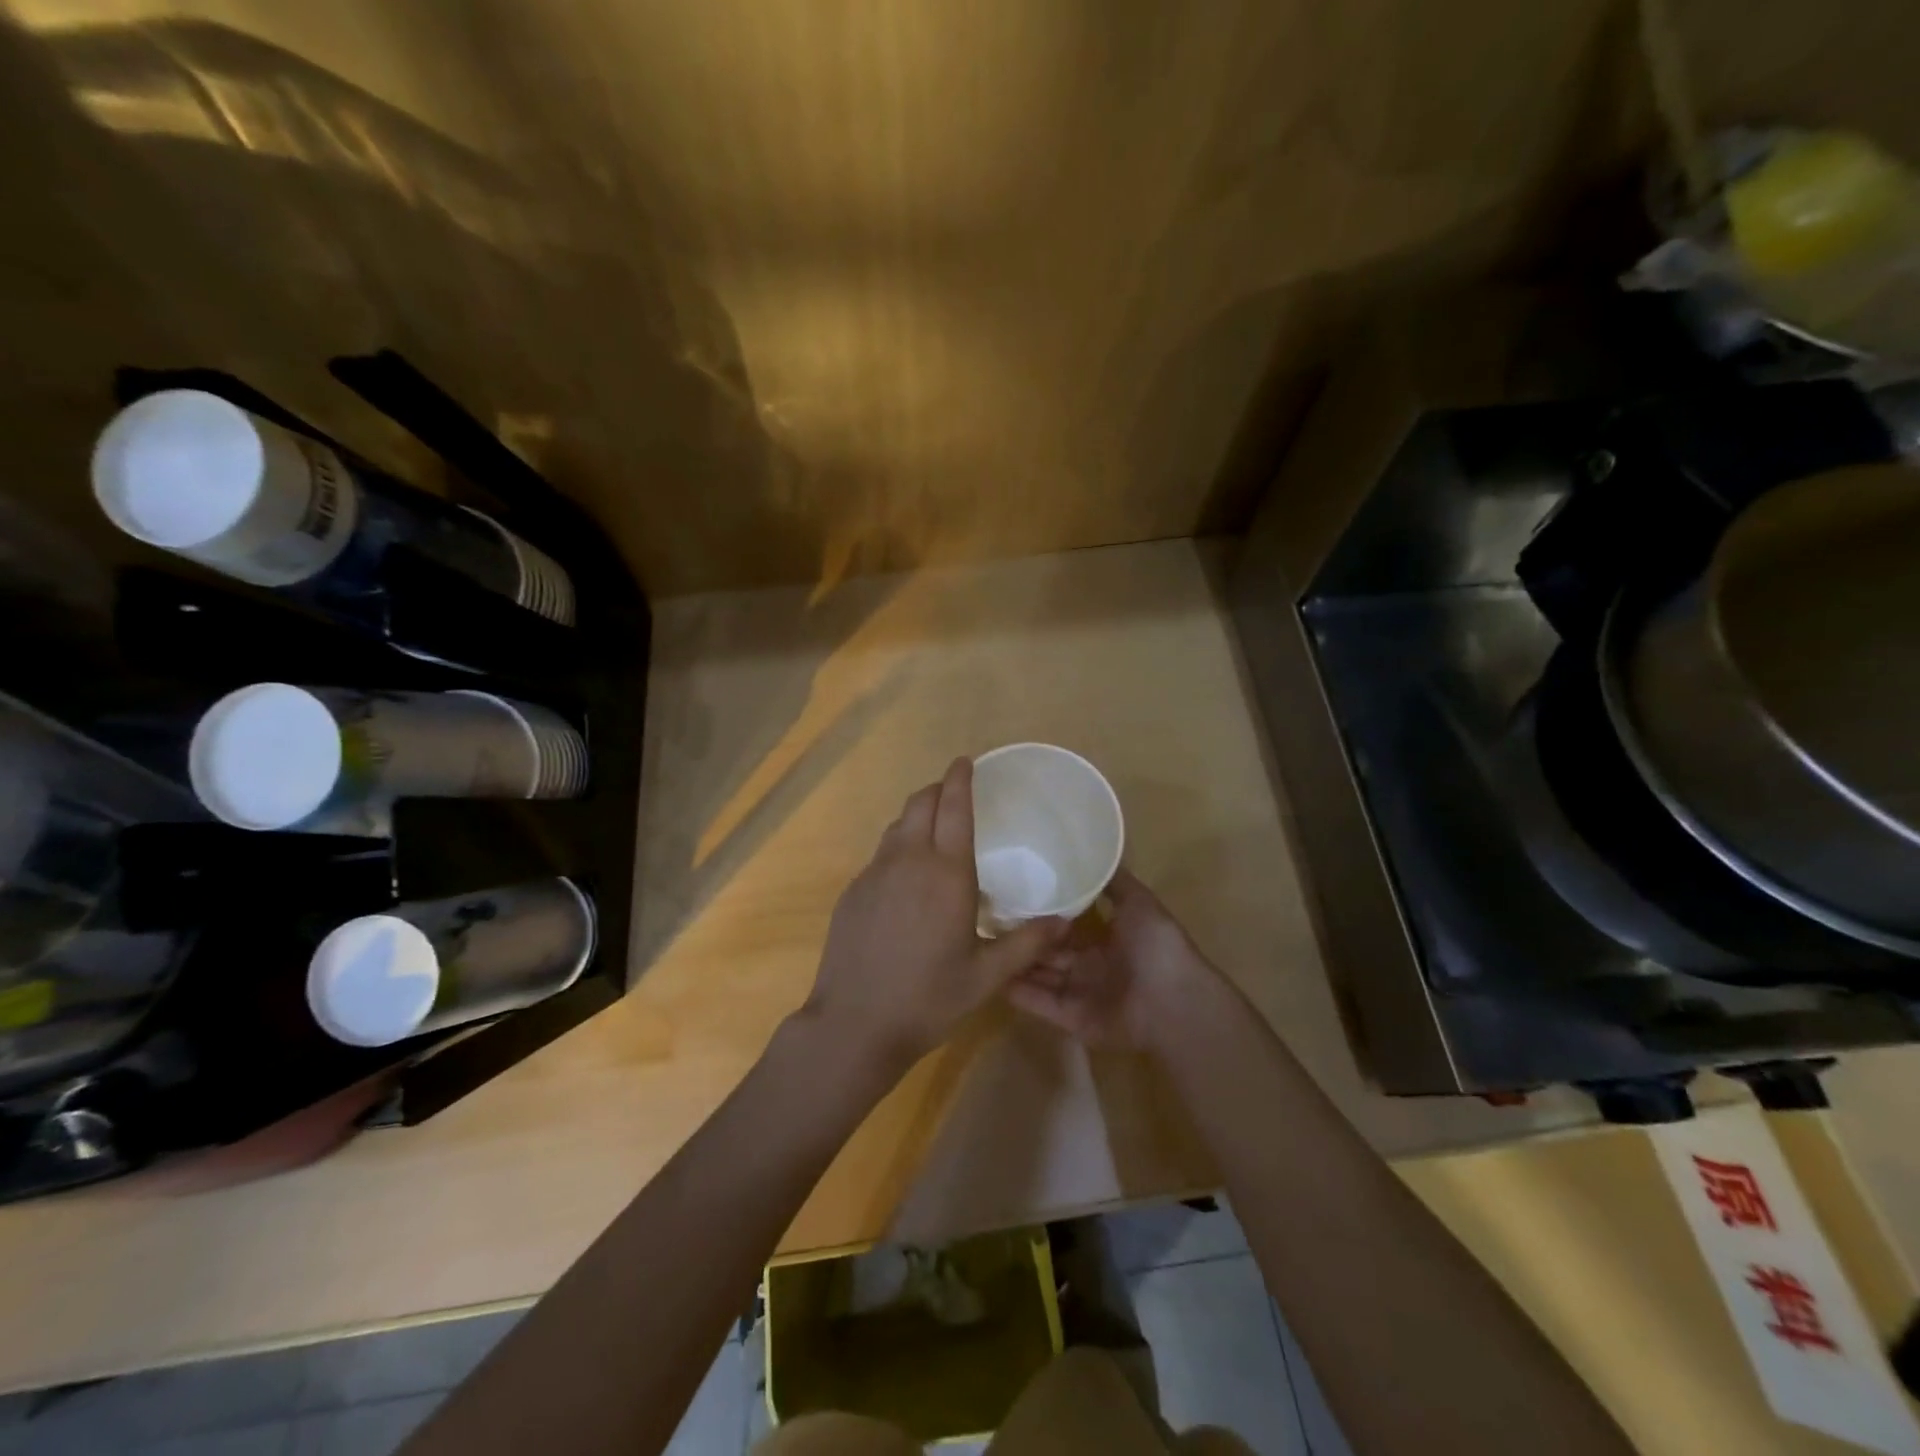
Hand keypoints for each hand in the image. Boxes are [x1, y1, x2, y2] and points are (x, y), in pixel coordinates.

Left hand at [799, 757, 1069, 1078]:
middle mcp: (908, 861)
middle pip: (920, 803)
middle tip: (955, 793)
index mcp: (946, 873)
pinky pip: (881, 853)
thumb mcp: (986, 976)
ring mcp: (875, 873)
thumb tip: (1065, 921)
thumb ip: (1027, 944)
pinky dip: (899, 846)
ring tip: (935, 830)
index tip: (966, 761)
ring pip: (898, 826)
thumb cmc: (928, 998)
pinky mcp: (853, 890)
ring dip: (917, 816)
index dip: (960, 778)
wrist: (854, 1024)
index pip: (954, 807)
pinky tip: (908, 878)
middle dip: (938, 789)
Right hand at [1006, 867, 1218, 1053]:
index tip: (1011, 893)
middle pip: (1048, 951)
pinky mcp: (1070, 1019)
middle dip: (1022, 939)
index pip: (1065, 925)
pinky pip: (1039, 1003)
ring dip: (1014, 963)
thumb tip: (1095, 852)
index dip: (1043, 912)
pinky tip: (989, 975)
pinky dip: (1017, 992)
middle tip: (986, 919)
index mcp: (1106, 940)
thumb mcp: (1139, 901)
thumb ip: (1114, 882)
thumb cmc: (1157, 946)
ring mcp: (1079, 994)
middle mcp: (1090, 966)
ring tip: (979, 944)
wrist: (1173, 1002)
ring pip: (1039, 975)